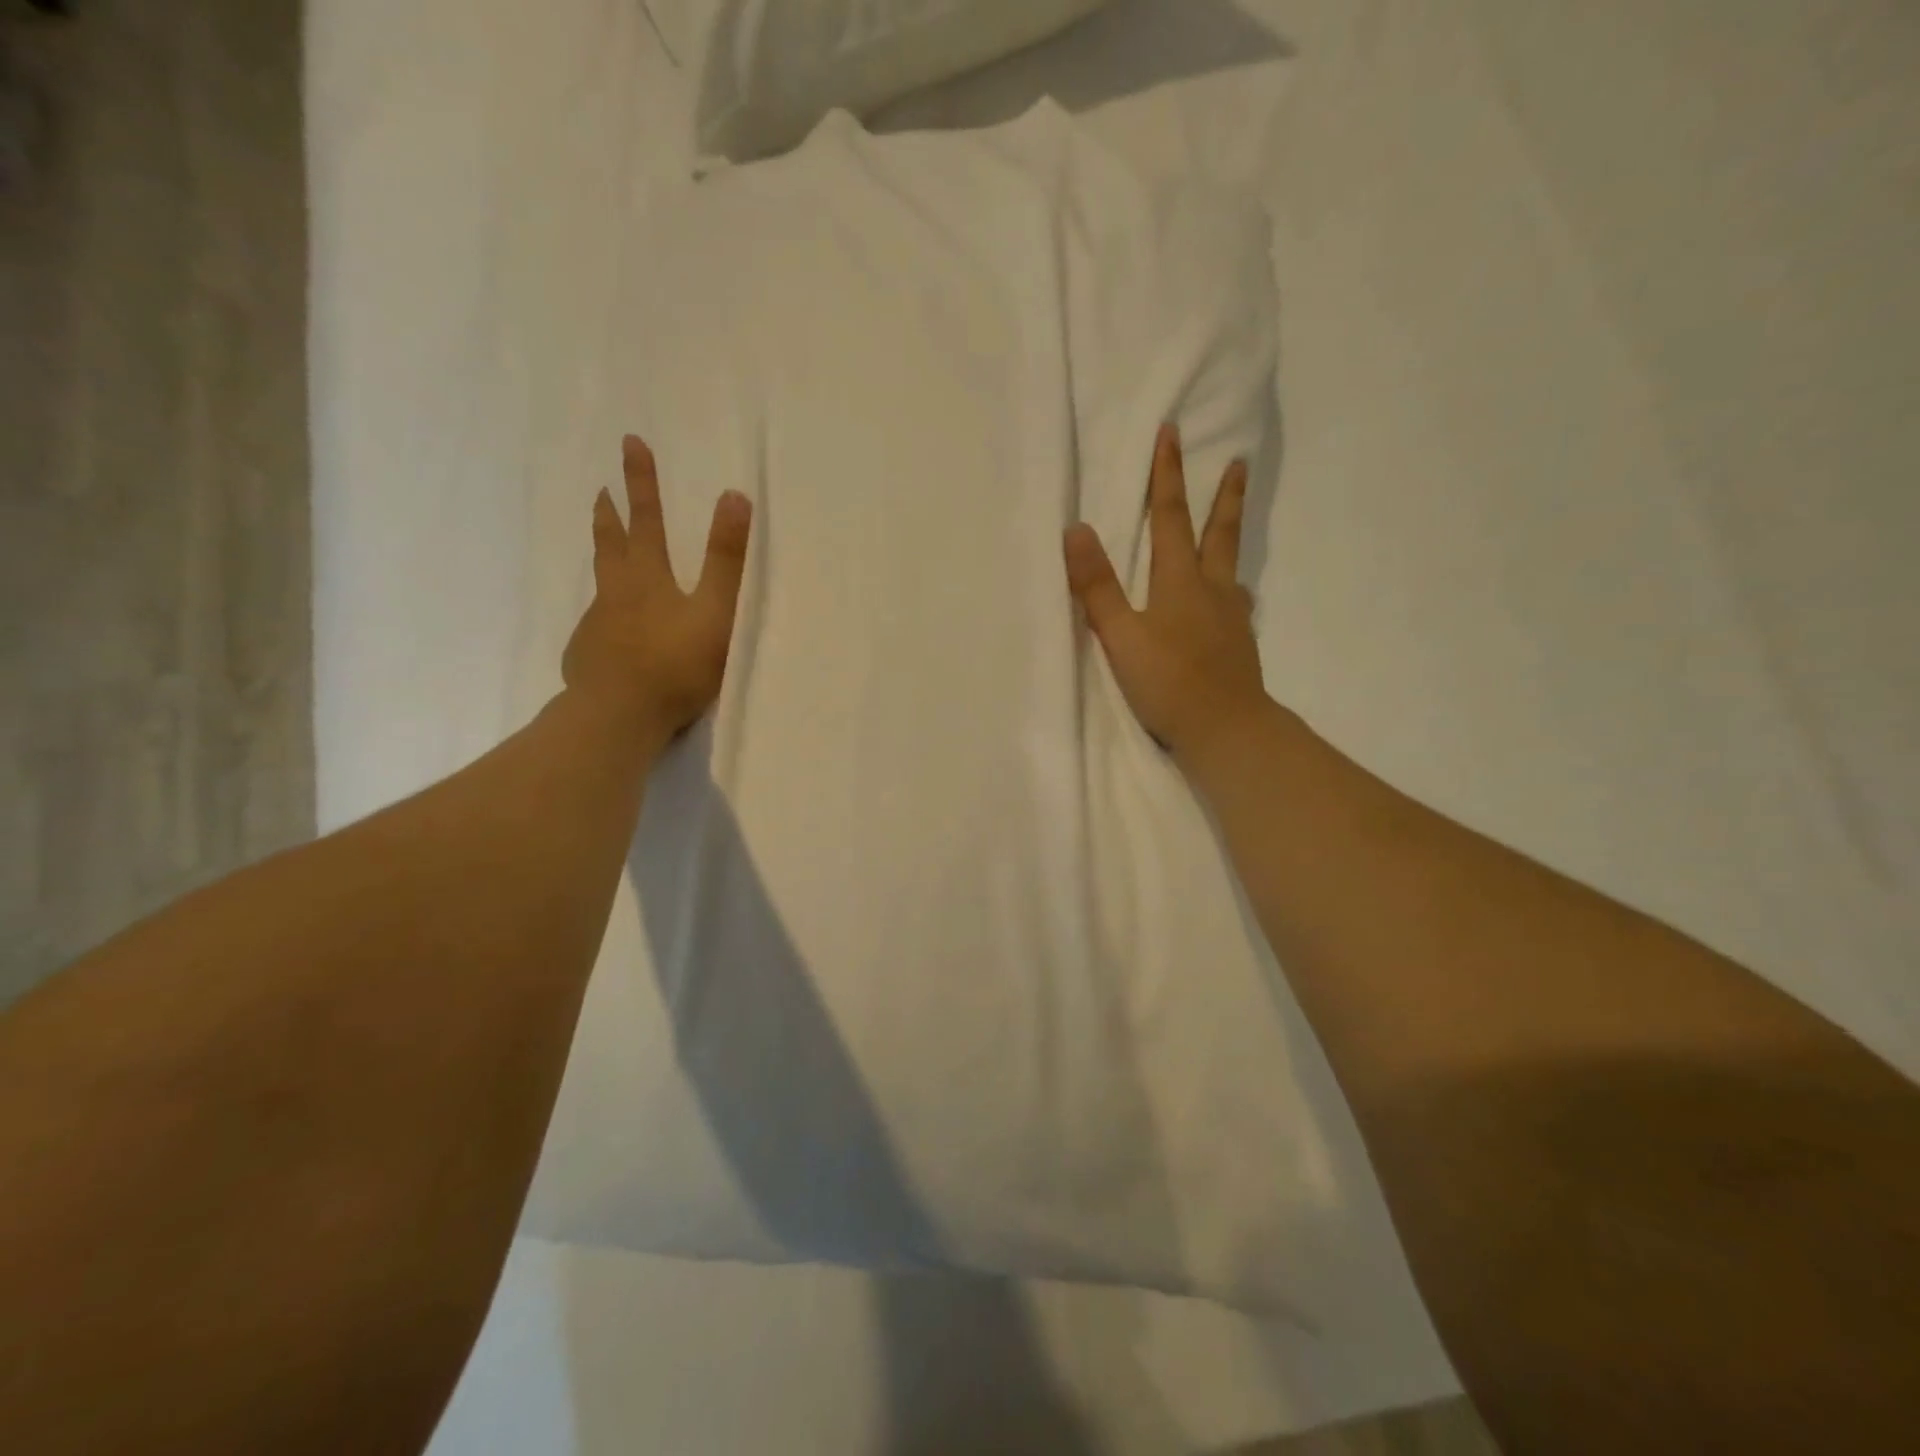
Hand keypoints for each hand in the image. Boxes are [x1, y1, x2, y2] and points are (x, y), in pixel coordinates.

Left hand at [562, 434, 750, 748]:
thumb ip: (726, 558)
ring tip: (606, 557)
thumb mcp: (715, 610)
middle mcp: (616, 592)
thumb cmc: (675, 663)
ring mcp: (596, 625)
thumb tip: (734, 495)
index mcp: (647, 576)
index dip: (642, 481)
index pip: (647, 518)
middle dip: (611, 514)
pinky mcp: (586, 656)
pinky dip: (604, 617)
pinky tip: (608, 635)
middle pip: (611, 545)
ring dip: (603, 560)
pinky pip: (596, 627)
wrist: (618, 716)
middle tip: (602, 491)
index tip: (630, 442)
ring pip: (600, 584)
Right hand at [1064, 423, 1268, 763]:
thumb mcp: (1121, 636)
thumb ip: (1097, 586)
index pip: (1171, 518)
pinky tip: (1230, 600)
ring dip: (1231, 537)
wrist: (1226, 730)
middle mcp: (1212, 591)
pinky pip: (1235, 602)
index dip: (1168, 476)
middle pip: (1219, 533)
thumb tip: (1076, 529)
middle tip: (1239, 461)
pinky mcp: (1239, 645)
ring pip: (1232, 566)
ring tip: (1232, 525)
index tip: (1171, 433)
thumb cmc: (1168, 682)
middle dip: (1224, 495)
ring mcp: (1231, 618)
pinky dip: (1231, 587)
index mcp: (1180, 582)